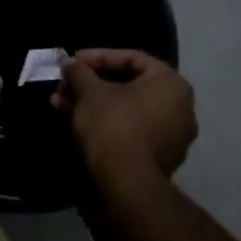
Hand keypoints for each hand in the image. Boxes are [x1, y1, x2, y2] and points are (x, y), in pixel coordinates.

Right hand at [54, 49, 196, 188]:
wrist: (126, 184)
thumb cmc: (113, 124)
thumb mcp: (89, 91)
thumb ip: (79, 71)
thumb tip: (69, 63)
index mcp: (171, 84)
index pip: (132, 58)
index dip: (98, 56)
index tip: (74, 62)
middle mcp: (179, 108)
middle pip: (127, 85)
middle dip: (91, 83)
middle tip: (66, 84)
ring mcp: (171, 136)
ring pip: (124, 109)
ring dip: (91, 103)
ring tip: (60, 102)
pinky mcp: (158, 159)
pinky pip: (128, 129)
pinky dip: (104, 123)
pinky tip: (72, 121)